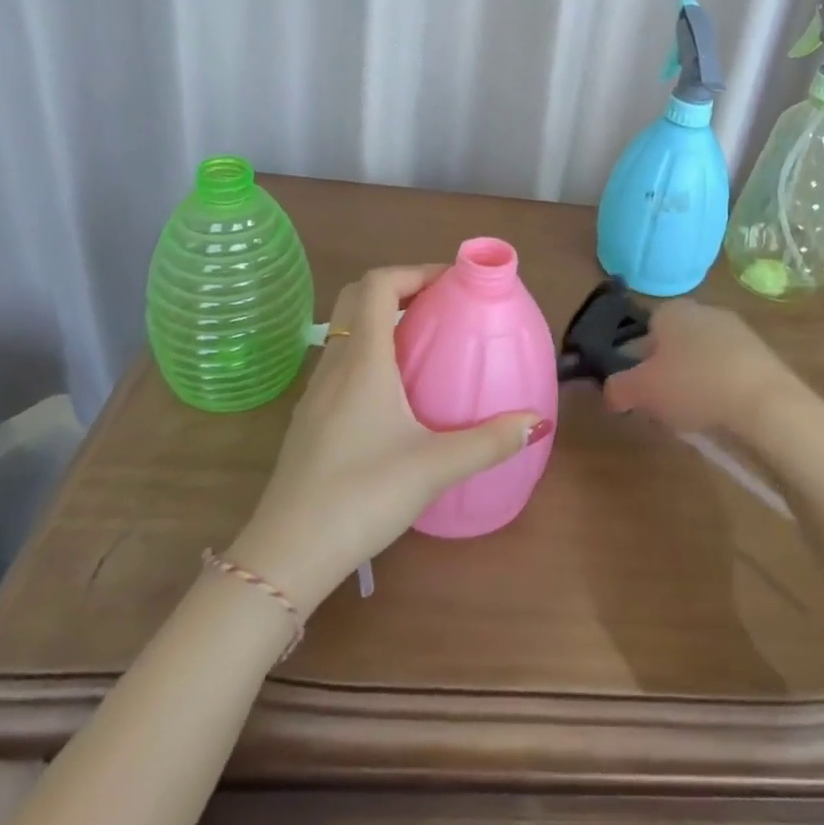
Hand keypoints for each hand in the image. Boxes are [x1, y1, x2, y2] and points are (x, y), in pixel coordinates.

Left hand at [228, 265, 545, 612]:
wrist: (287, 553)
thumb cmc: (362, 496)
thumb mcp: (435, 467)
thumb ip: (489, 442)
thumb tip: (536, 421)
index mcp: (362, 361)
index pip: (378, 284)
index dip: (415, 271)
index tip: (452, 283)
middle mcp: (334, 365)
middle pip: (357, 298)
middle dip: (398, 288)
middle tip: (439, 306)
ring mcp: (316, 393)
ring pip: (346, 332)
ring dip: (381, 321)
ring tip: (424, 344)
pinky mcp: (309, 419)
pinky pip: (340, 363)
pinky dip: (369, 354)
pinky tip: (395, 394)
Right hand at [603, 299, 809, 442]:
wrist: (766, 403)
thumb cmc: (694, 386)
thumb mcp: (641, 390)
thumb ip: (617, 388)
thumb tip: (612, 392)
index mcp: (671, 310)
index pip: (644, 329)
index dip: (636, 361)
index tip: (639, 389)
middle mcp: (704, 311)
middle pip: (674, 344)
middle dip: (667, 372)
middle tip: (662, 406)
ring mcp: (737, 331)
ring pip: (702, 358)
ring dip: (695, 383)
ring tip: (694, 417)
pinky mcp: (763, 356)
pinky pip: (729, 372)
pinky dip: (722, 390)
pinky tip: (723, 414)